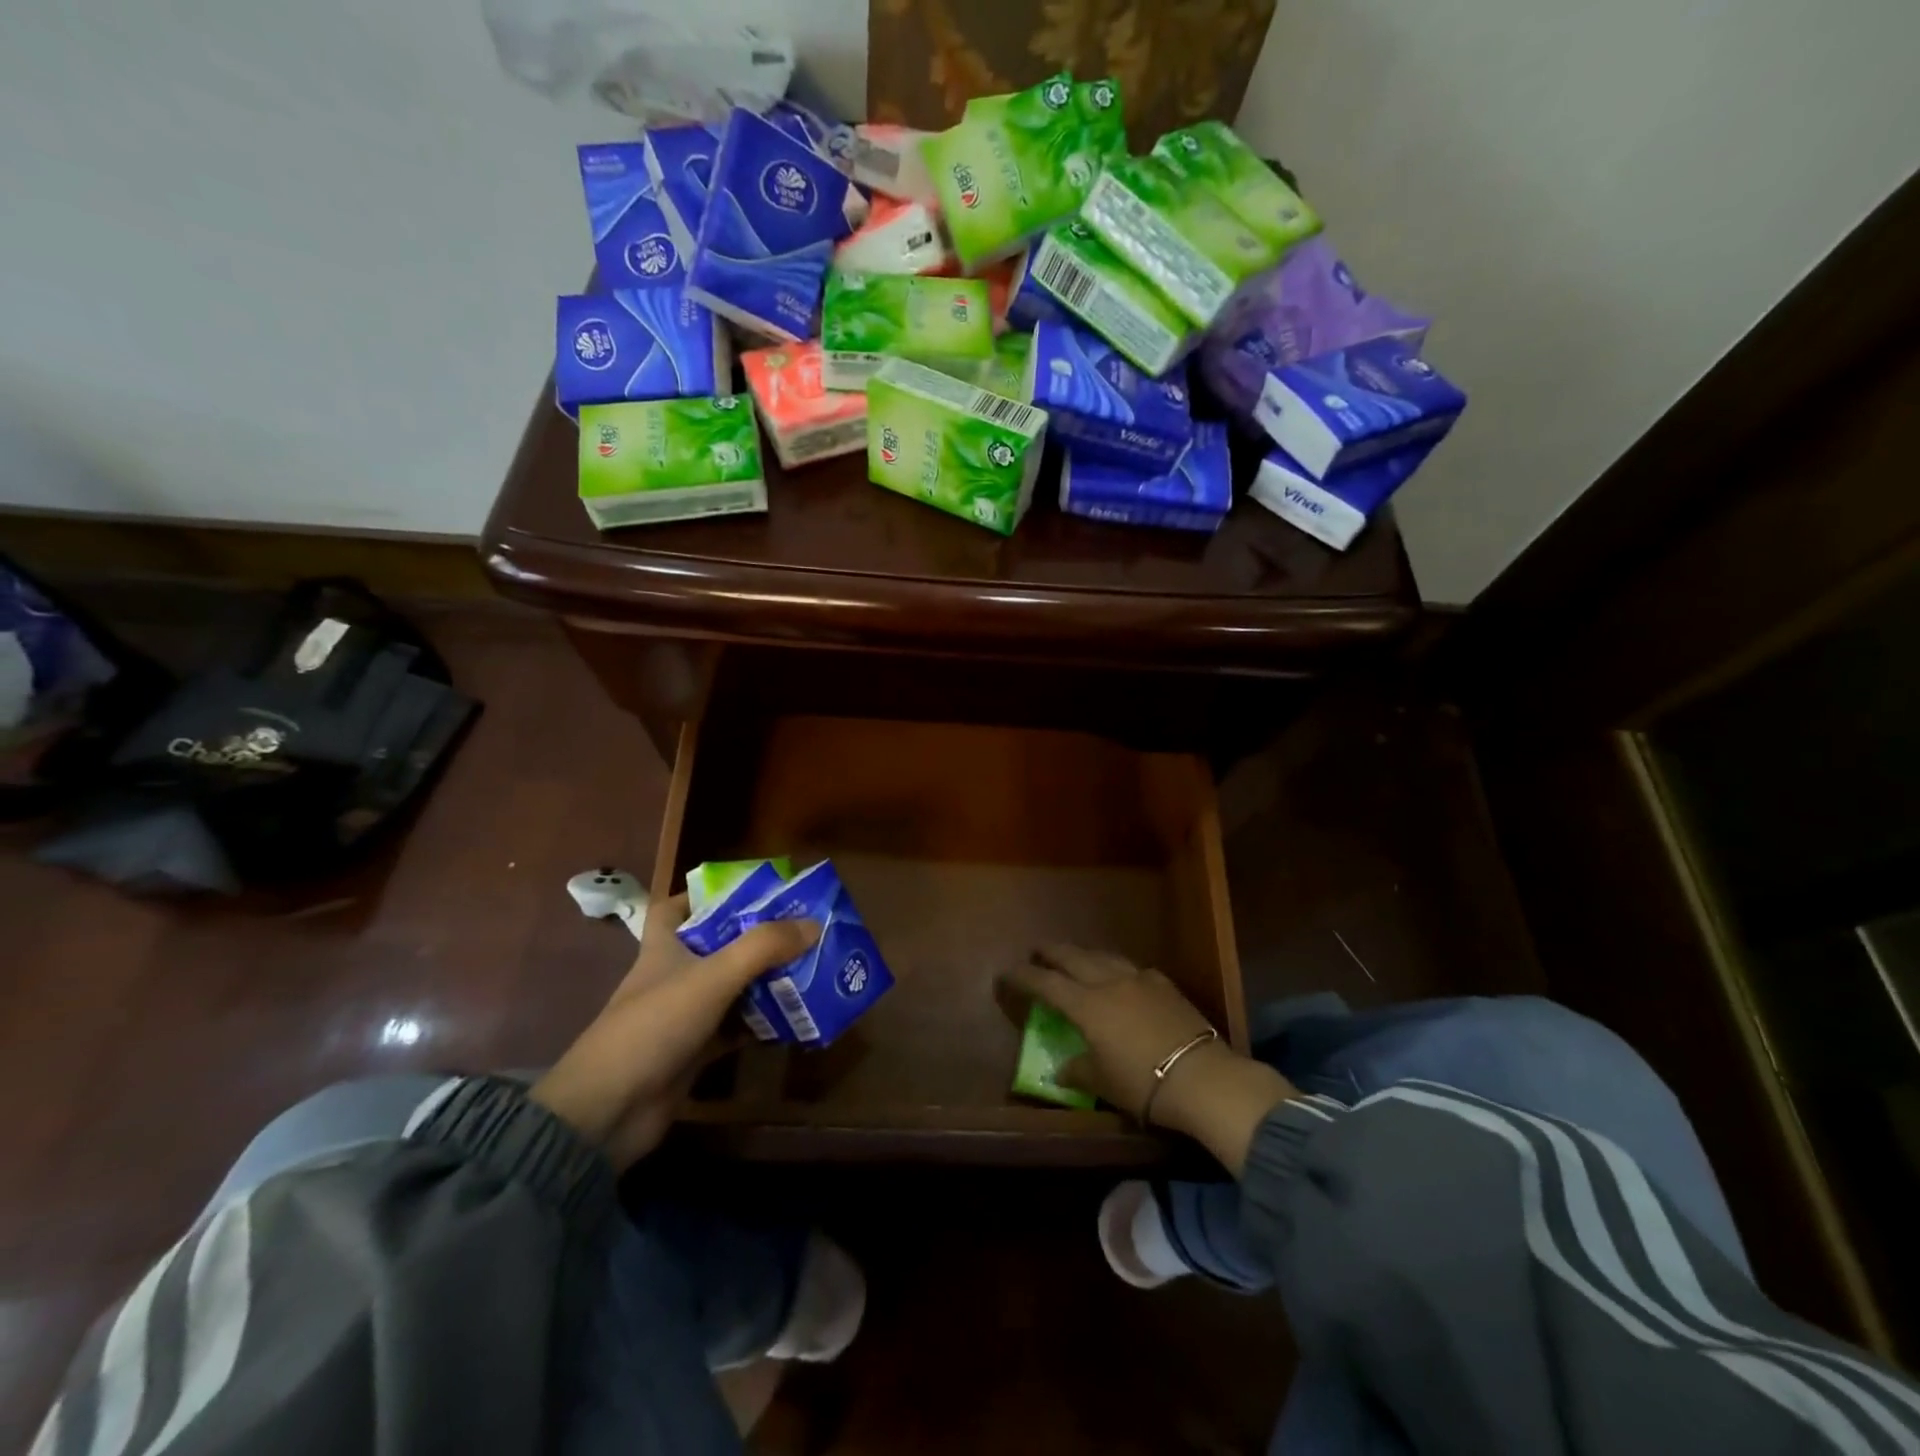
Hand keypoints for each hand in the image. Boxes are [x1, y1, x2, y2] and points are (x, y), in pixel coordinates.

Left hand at [532, 894, 817, 1169]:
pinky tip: (796, 1018)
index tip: (747, 892)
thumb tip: (813, 924)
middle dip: (756, 938)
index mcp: (664, 948)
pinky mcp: (694, 1051)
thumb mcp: (713, 976)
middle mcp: (674, 976)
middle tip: (801, 930)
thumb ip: (763, 947)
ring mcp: (684, 1016)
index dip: (703, 895)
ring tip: (812, 967)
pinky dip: (762, 1023)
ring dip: (765, 980)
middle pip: (717, 946)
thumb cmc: (655, 1026)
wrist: (609, 1111)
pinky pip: (736, 1028)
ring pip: (732, 988)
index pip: (674, 908)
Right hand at [1000, 946, 1295, 1174]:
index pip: (1046, 983)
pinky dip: (1118, 968)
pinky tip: (1122, 977)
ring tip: (1076, 958)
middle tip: (1038, 951)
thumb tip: (1060, 1069)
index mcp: (1086, 1005)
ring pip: (1104, 956)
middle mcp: (1109, 983)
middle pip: (1073, 957)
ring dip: (1084, 955)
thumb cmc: (1143, 1084)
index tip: (1006, 974)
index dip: (1023, 976)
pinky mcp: (1165, 985)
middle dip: (1051, 952)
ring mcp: (1139, 980)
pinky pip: (1133, 968)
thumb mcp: (1103, 1083)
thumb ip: (1077, 1070)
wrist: (1203, 1078)